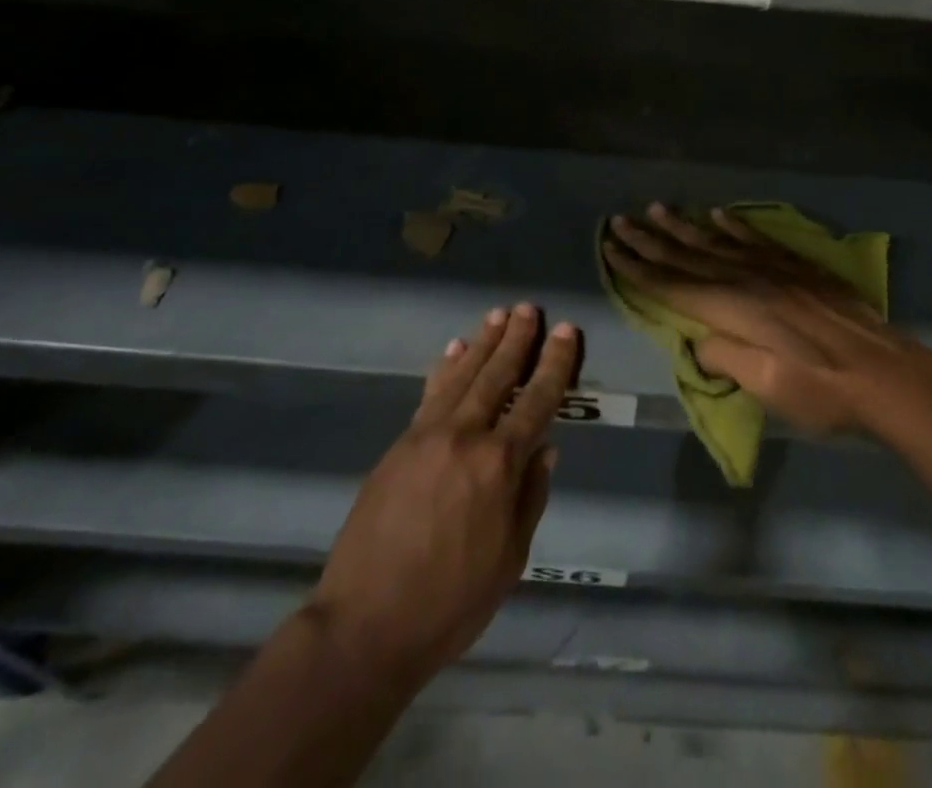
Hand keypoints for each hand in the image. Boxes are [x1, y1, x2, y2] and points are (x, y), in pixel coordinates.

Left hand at [309, 303, 580, 683]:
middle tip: (530, 308)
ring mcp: (427, 436)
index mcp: (499, 465)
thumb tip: (545, 449)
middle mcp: (465, 436)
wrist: (366, 624)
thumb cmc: (450, 603)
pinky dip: (446, 368)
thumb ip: (530, 497)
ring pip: (463, 375)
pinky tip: (455, 349)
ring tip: (499, 314)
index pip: (537, 401)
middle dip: (516, 339)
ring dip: (483, 342)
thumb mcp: (510, 560)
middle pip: (497, 375)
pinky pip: (430, 394)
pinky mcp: (400, 444)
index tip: (565, 331)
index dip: (553, 363)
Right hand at [604, 204, 926, 435]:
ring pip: (717, 242)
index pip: (673, 285)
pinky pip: (756, 239)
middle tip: (619, 220)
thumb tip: (698, 340)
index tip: (611, 249)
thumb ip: (724, 358)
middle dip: (650, 240)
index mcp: (734, 309)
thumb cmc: (822, 390)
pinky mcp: (797, 268)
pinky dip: (733, 226)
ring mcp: (774, 269)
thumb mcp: (766, 386)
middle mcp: (747, 279)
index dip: (639, 269)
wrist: (886, 374)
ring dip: (683, 227)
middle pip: (688, 256)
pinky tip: (717, 215)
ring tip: (657, 209)